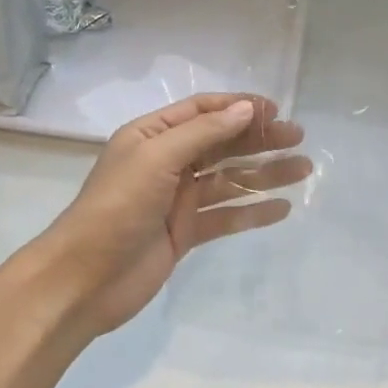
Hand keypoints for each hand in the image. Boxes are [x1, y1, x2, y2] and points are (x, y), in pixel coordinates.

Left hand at [27, 94, 309, 341]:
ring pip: (230, 180)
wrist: (84, 280)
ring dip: (265, 174)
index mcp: (153, 136)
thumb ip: (204, 133)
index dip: (239, 107)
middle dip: (260, 140)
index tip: (276, 111)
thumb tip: (246, 108)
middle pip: (222, 144)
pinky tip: (282, 208)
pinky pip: (226, 216)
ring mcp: (178, 199)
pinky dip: (253, 212)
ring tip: (303, 170)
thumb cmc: (117, 207)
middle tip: (299, 139)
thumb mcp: (157, 158)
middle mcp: (168, 162)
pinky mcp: (186, 232)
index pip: (203, 111)